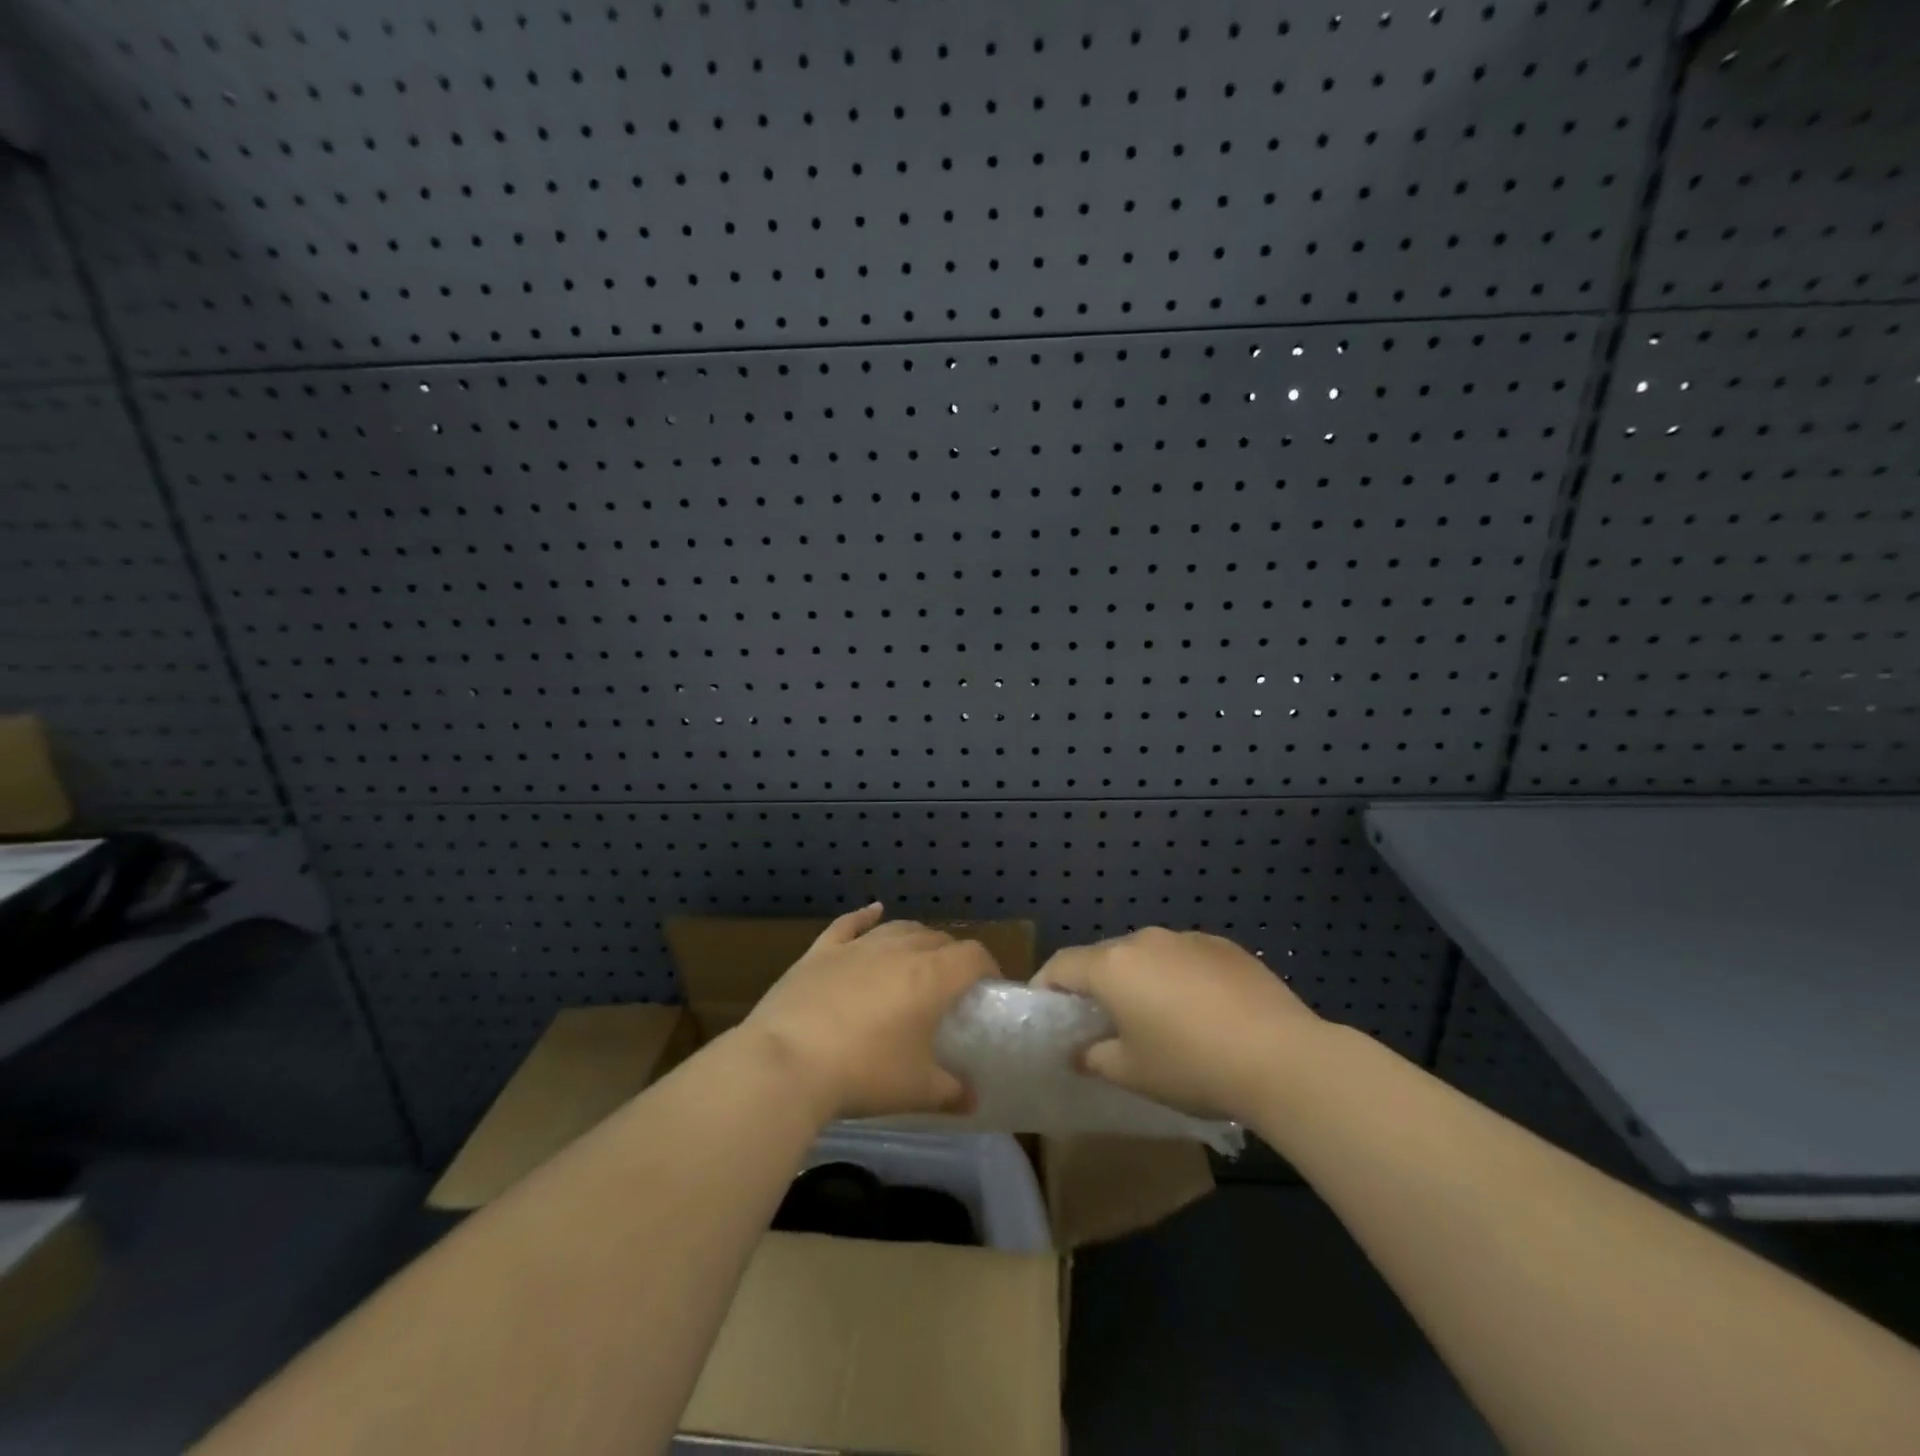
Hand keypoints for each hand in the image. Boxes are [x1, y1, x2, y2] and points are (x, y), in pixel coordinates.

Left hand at [740, 904, 995, 1121]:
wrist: (787, 1063)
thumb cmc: (863, 1074)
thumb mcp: (916, 1091)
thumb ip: (951, 1091)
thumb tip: (972, 1099)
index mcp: (931, 976)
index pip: (972, 956)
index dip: (987, 967)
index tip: (989, 987)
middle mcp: (899, 950)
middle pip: (937, 939)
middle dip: (952, 956)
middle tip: (952, 986)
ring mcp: (857, 947)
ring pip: (898, 929)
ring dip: (916, 938)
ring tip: (920, 956)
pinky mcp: (821, 952)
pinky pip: (848, 925)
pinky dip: (864, 917)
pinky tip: (873, 911)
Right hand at [1033, 927, 1324, 1123]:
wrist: (1281, 1057)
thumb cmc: (1191, 1066)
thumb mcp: (1132, 1073)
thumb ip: (1095, 1058)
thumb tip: (1080, 1052)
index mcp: (1112, 967)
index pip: (1062, 965)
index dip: (1047, 984)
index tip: (1045, 1008)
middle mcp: (1144, 941)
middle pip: (1105, 956)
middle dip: (1096, 984)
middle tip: (1100, 1020)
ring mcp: (1187, 939)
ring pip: (1147, 955)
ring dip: (1140, 979)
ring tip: (1155, 1017)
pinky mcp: (1224, 946)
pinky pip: (1184, 957)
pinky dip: (1178, 977)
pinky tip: (1200, 1011)